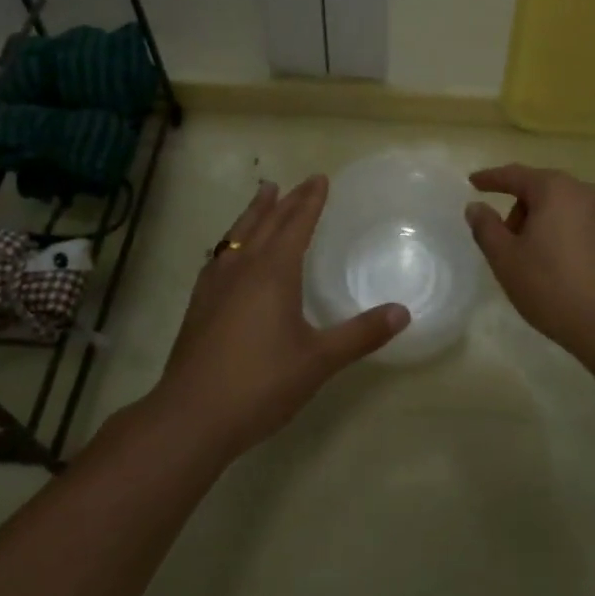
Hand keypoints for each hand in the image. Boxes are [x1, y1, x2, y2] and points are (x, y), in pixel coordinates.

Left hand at [151, 176, 407, 457]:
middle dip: (287, 200)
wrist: (192, 416)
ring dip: (255, 212)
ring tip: (264, 194)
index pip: (296, 224)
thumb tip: (402, 312)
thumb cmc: (261, 383)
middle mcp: (244, 267)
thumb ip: (361, 334)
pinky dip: (232, 240)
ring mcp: (216, 284)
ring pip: (239, 234)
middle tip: (301, 182)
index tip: (320, 178)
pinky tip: (229, 251)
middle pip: (267, 222)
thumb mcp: (319, 360)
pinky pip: (220, 255)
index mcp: (274, 271)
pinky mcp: (199, 304)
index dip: (310, 201)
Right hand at [465, 164, 594, 366]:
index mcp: (555, 189)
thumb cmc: (553, 288)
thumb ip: (486, 228)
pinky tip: (558, 265)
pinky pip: (579, 222)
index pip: (514, 175)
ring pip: (560, 207)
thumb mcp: (507, 259)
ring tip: (532, 260)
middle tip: (504, 242)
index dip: (490, 179)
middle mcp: (583, 191)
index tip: (472, 182)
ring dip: (540, 223)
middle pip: (540, 189)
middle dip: (518, 209)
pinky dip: (561, 233)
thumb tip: (476, 207)